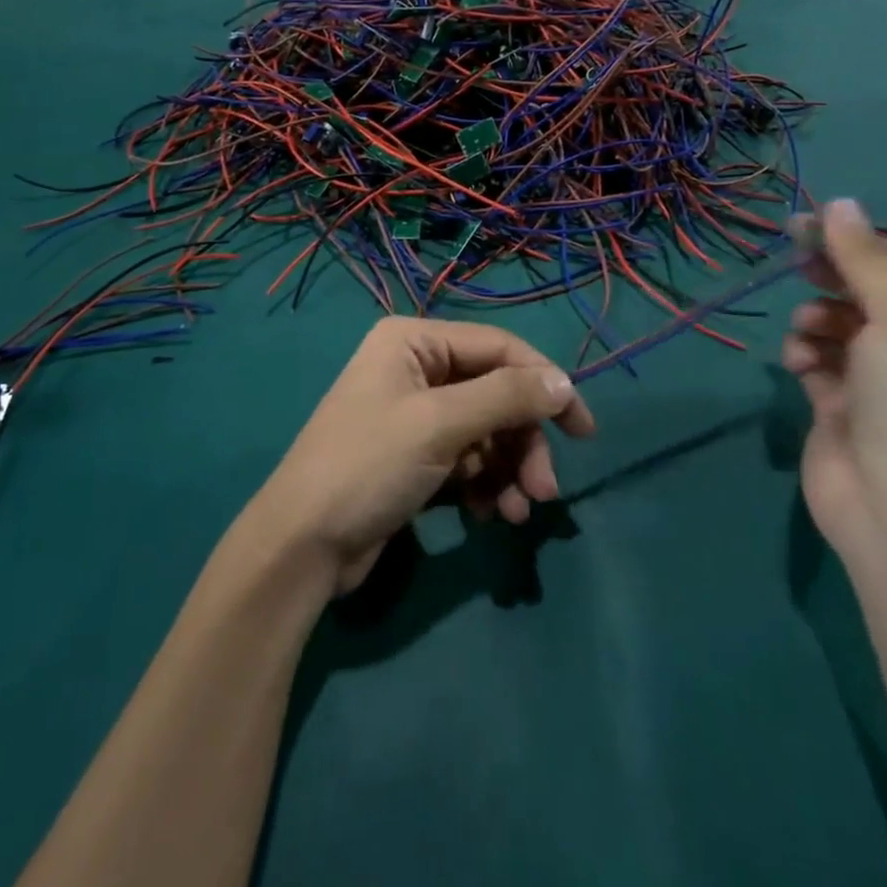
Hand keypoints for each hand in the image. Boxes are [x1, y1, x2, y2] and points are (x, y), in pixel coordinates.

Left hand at [250, 318, 596, 594]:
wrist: (303, 545)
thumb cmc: (368, 465)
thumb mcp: (439, 424)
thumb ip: (506, 398)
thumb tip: (564, 382)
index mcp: (414, 341)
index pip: (499, 348)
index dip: (545, 384)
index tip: (583, 430)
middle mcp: (416, 369)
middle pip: (496, 394)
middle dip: (523, 441)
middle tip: (545, 489)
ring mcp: (415, 416)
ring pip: (486, 432)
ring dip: (509, 470)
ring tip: (517, 513)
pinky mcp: (416, 459)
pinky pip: (468, 461)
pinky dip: (485, 486)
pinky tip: (489, 517)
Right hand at [782, 199, 886, 555]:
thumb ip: (863, 259)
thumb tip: (840, 202)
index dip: (855, 241)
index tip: (804, 223)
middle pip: (870, 294)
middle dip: (832, 279)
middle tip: (796, 263)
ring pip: (839, 326)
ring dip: (816, 321)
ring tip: (808, 333)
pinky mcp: (847, 406)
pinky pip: (820, 361)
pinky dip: (806, 356)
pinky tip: (801, 367)